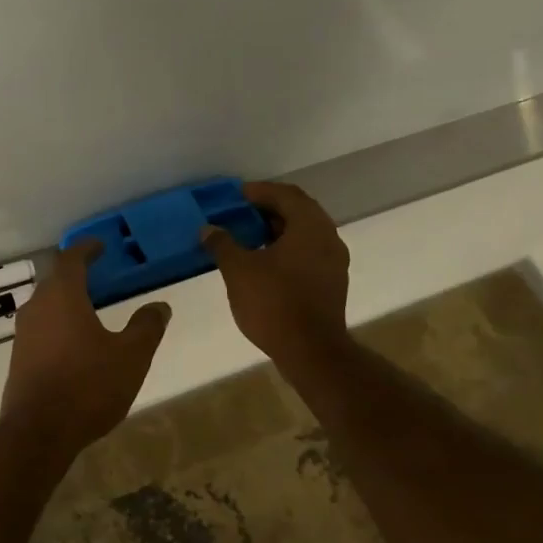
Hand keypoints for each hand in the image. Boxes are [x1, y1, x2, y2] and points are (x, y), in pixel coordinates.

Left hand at [0, 242, 171, 458]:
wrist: (38, 433)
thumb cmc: (88, 385)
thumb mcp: (131, 356)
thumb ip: (146, 327)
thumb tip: (160, 306)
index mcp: (62, 296)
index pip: (71, 259)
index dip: (86, 249)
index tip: (100, 245)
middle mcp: (37, 307)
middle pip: (55, 281)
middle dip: (76, 275)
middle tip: (98, 275)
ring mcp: (23, 334)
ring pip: (45, 306)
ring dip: (65, 302)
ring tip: (89, 309)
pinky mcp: (18, 359)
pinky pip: (40, 330)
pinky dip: (57, 326)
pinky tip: (73, 343)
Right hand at [202, 181, 351, 366]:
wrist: (311, 351)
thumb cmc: (274, 303)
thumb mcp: (238, 270)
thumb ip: (223, 244)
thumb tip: (208, 229)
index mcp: (309, 226)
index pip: (286, 195)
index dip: (260, 191)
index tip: (237, 195)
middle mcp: (328, 238)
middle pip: (299, 211)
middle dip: (269, 209)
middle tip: (241, 213)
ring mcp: (334, 262)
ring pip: (305, 234)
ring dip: (278, 230)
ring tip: (249, 237)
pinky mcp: (331, 283)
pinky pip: (308, 253)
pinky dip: (287, 249)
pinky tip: (265, 262)